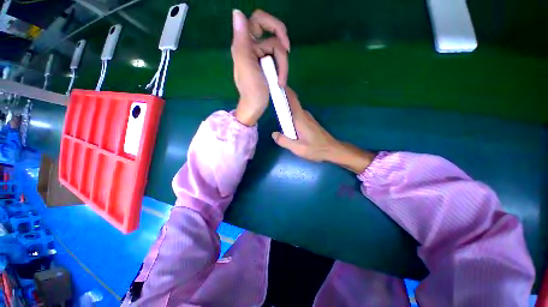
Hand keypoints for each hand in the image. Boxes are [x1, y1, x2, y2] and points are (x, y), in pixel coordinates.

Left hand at [231, 9, 289, 125]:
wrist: (255, 107)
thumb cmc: (251, 91)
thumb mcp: (246, 66)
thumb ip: (242, 40)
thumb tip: (237, 13)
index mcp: (244, 44)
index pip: (258, 20)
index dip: (273, 24)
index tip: (283, 39)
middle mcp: (252, 47)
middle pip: (273, 33)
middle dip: (282, 44)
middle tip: (288, 52)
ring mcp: (260, 56)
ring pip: (278, 50)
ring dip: (283, 66)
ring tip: (281, 81)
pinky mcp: (267, 66)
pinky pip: (278, 61)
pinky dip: (282, 71)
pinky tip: (280, 81)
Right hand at [272, 88, 375, 172]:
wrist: (332, 150)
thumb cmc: (316, 149)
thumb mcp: (298, 148)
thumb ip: (284, 141)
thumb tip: (274, 133)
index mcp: (300, 118)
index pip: (292, 99)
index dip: (284, 90)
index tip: (275, 84)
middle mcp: (304, 115)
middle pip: (291, 103)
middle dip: (281, 100)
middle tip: (270, 101)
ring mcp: (308, 118)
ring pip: (294, 110)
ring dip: (285, 109)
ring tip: (276, 113)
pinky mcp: (309, 122)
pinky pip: (297, 115)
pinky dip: (290, 116)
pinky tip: (286, 125)